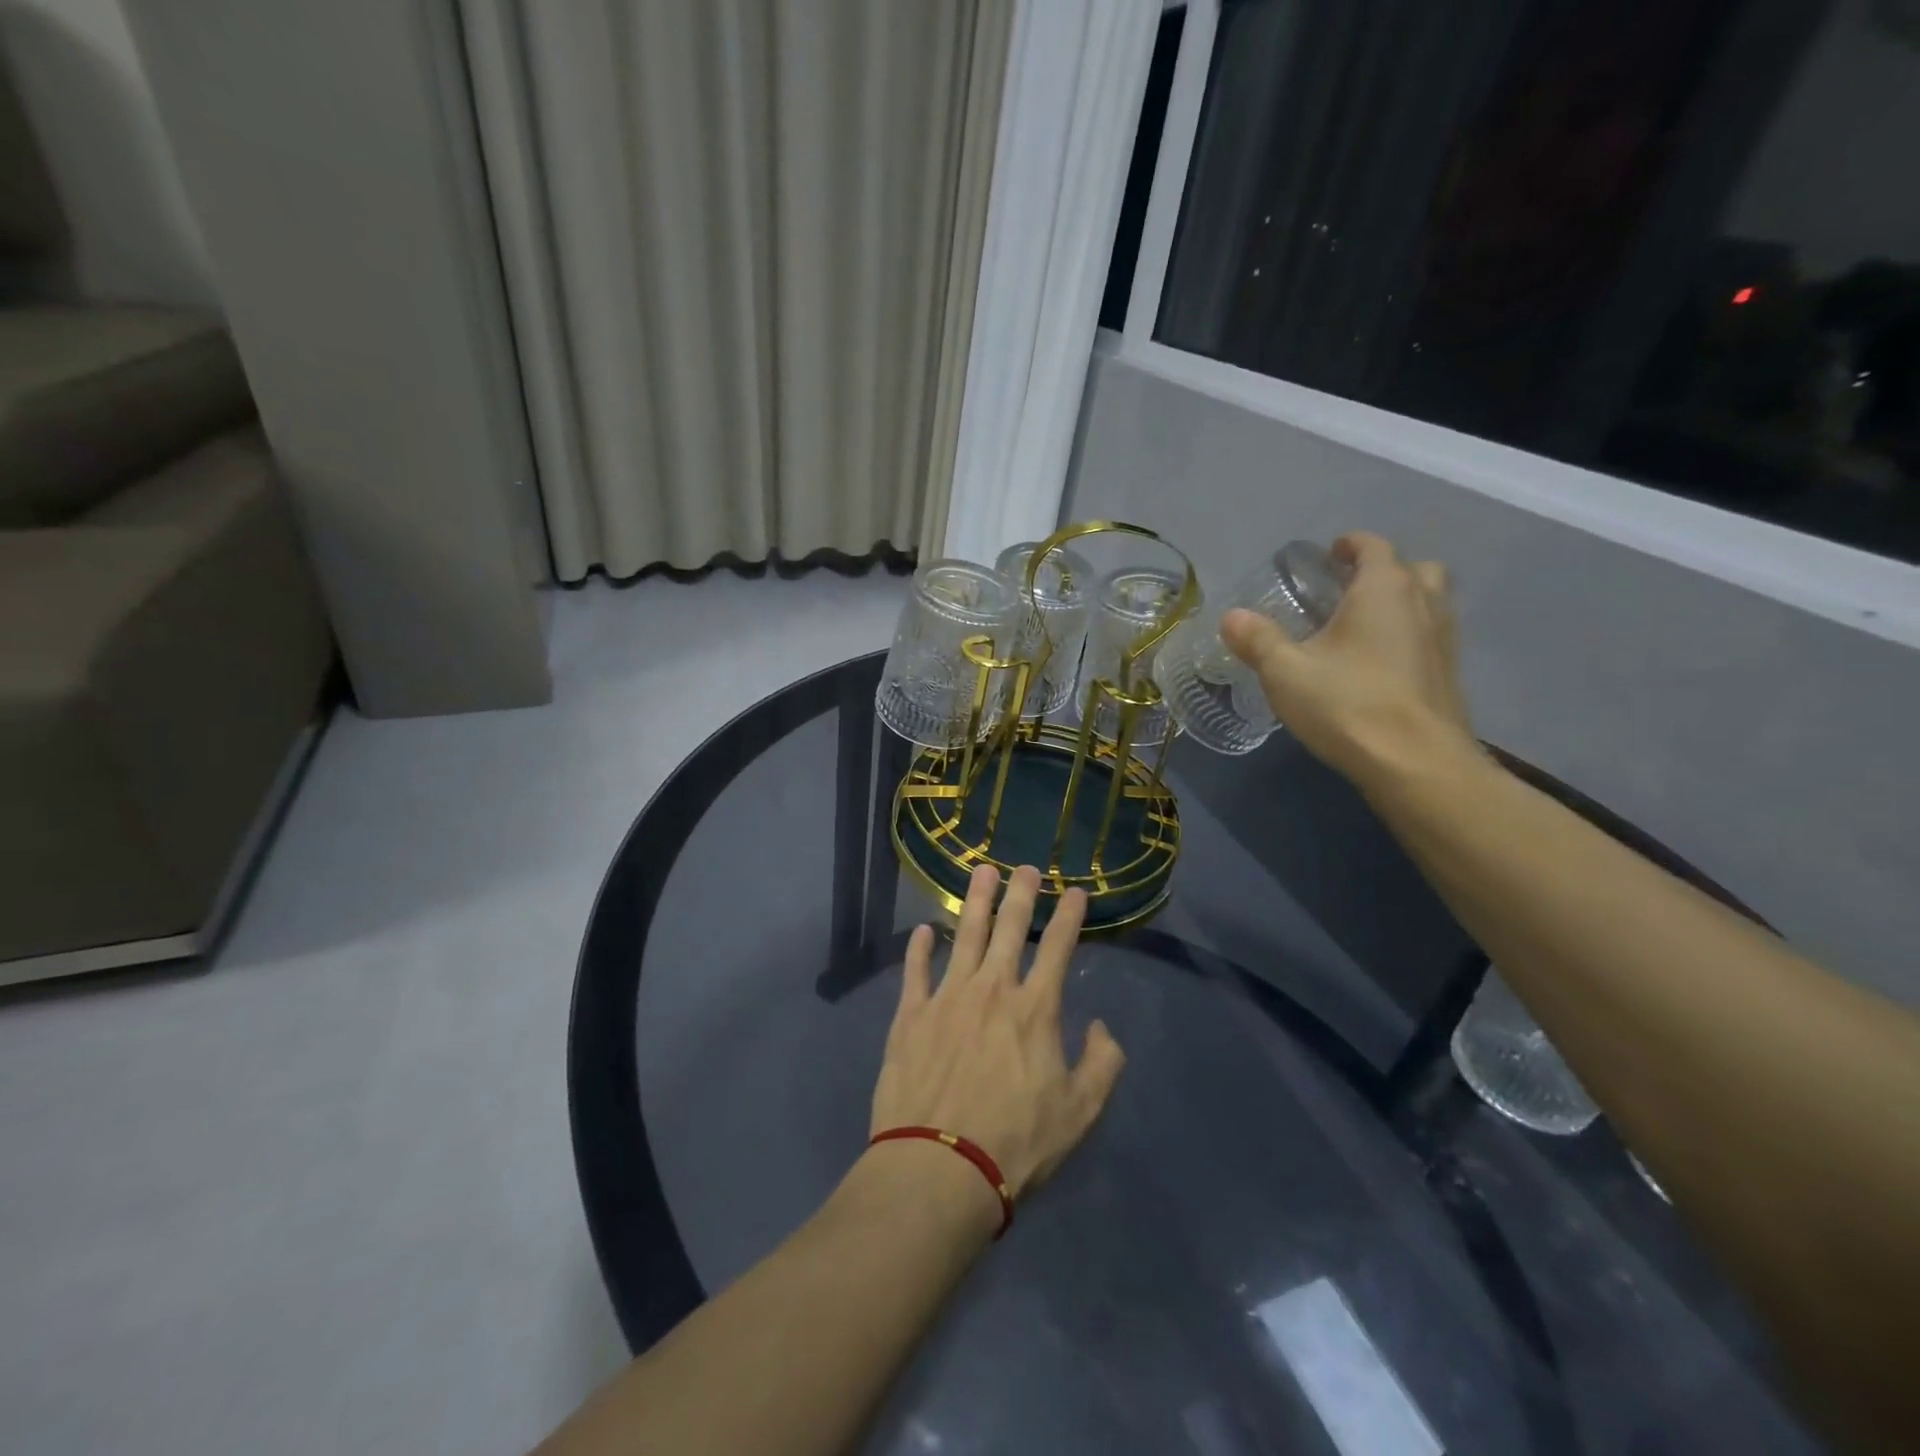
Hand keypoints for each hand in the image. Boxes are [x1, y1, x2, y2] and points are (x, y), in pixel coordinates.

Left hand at [869, 864, 1125, 1203]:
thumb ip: (1102, 1064)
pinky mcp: (910, 1016)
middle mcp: (991, 990)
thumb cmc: (1016, 1143)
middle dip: (1020, 894)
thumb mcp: (1080, 1113)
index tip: (1075, 890)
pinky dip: (919, 949)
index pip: (1056, 947)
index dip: (1068, 915)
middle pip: (1007, 928)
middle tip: (1025, 867)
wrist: (939, 1169)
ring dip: (974, 902)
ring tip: (981, 873)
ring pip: (962, 936)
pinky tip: (922, 931)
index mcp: (1034, 1009)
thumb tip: (1101, 1028)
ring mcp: (946, 998)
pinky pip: (916, 971)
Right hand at [1220, 531, 1478, 789]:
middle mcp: (1423, 604)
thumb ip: (1257, 640)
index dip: (1351, 544)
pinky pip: (1429, 638)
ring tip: (1362, 626)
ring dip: (1401, 603)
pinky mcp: (1448, 676)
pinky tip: (1378, 665)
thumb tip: (1231, 617)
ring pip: (1429, 604)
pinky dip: (1408, 637)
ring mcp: (1444, 640)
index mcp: (1384, 589)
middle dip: (1384, 571)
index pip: (1374, 547)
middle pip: (1414, 569)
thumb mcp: (1285, 672)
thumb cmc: (1347, 704)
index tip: (1331, 552)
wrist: (1415, 763)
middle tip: (1349, 588)